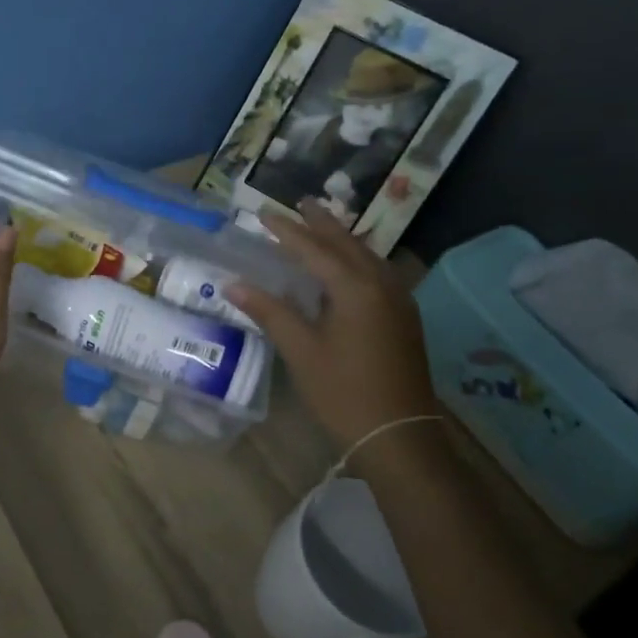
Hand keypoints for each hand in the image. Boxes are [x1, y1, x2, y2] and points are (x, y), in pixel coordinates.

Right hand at [226, 203, 438, 449]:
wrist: (400, 435)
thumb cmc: (343, 392)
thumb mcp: (301, 351)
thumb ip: (269, 312)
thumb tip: (232, 285)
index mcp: (355, 288)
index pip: (314, 249)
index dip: (287, 231)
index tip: (263, 213)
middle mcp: (381, 285)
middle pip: (347, 244)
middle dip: (322, 223)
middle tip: (301, 202)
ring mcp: (399, 301)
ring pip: (368, 256)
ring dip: (343, 238)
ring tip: (323, 224)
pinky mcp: (405, 318)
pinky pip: (379, 272)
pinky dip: (358, 259)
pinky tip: (351, 265)